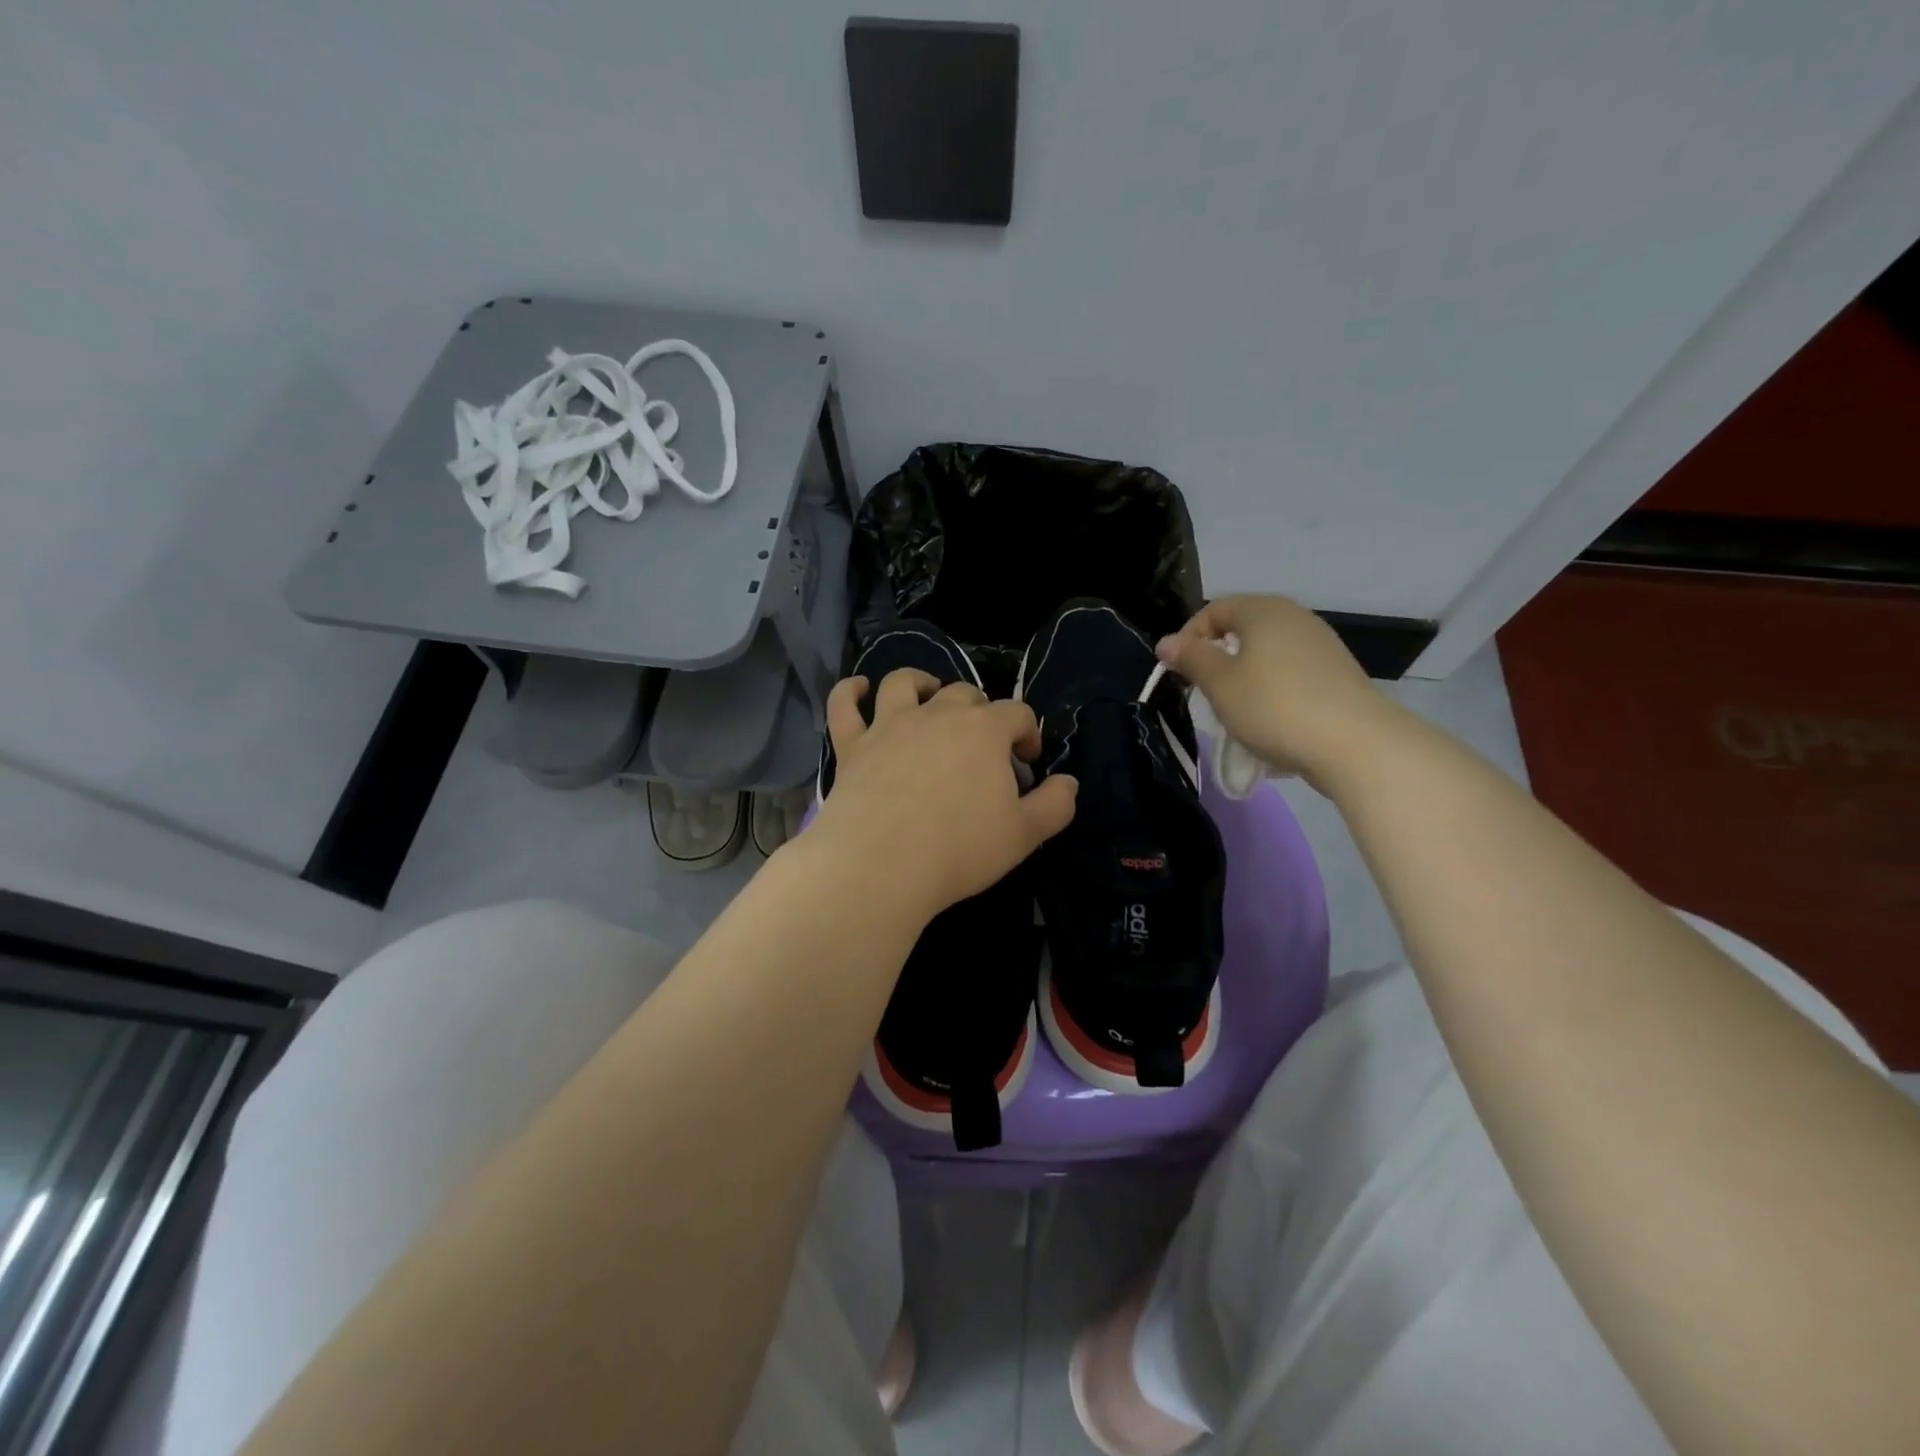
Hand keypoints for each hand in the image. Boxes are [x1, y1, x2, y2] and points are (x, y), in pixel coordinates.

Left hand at [808, 670, 1078, 920]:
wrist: (882, 863)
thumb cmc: (960, 848)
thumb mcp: (1024, 835)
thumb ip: (1055, 806)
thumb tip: (1069, 783)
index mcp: (984, 730)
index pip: (1017, 713)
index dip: (1028, 732)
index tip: (1028, 761)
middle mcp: (937, 715)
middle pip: (964, 693)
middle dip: (980, 710)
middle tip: (982, 742)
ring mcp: (890, 726)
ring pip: (904, 683)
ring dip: (920, 682)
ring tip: (928, 694)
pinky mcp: (852, 745)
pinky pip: (844, 706)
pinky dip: (850, 691)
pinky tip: (858, 688)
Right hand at [1154, 594, 1401, 787]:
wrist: (1355, 744)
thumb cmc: (1274, 706)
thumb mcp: (1219, 684)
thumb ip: (1191, 658)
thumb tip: (1167, 642)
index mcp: (1264, 610)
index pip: (1214, 610)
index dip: (1189, 637)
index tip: (1177, 671)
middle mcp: (1295, 617)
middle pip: (1243, 628)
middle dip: (1217, 657)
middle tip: (1203, 690)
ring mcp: (1321, 644)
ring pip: (1268, 652)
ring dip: (1244, 676)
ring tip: (1235, 709)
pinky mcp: (1337, 673)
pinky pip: (1291, 673)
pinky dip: (1272, 689)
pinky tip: (1271, 719)